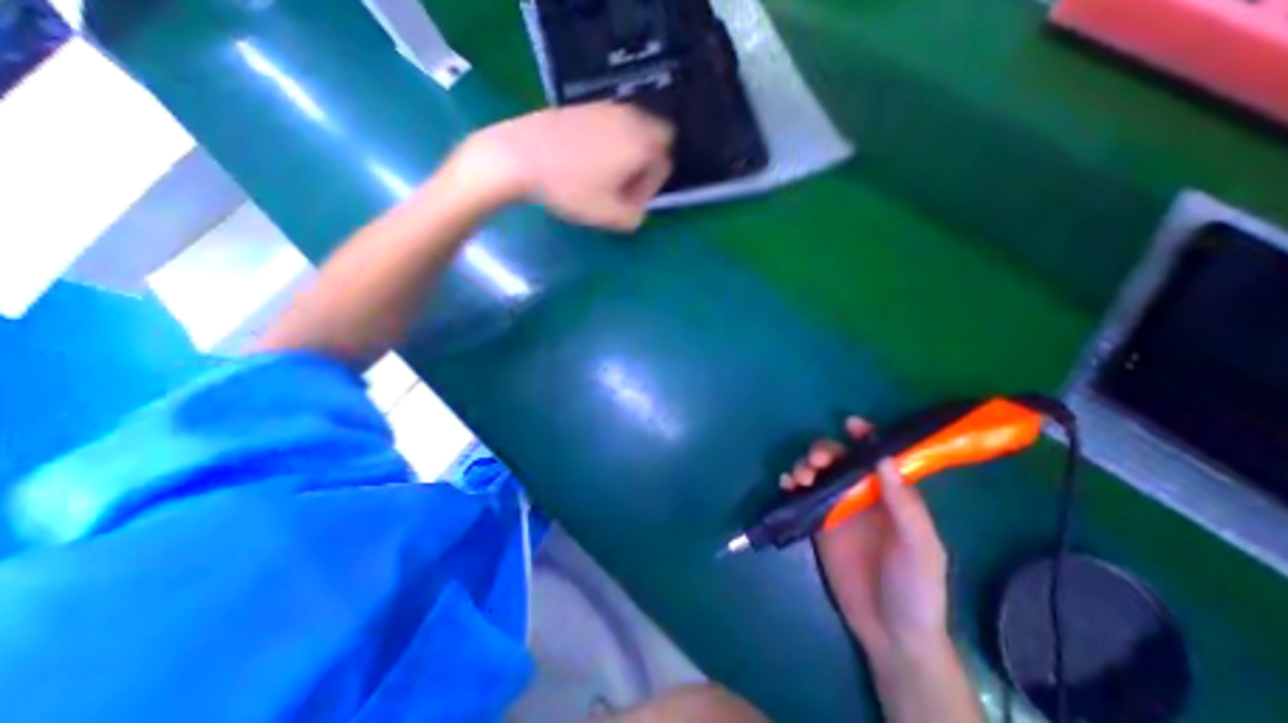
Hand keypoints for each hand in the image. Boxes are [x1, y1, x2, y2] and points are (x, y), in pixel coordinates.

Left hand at [454, 102, 674, 227]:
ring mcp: (604, 108)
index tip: (630, 203)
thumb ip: (635, 218)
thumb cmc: (570, 188)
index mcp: (641, 142)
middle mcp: (629, 118)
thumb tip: (636, 211)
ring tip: (602, 178)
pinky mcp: (582, 106)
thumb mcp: (609, 216)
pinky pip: (608, 126)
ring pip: (631, 132)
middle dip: (644, 166)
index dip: (651, 188)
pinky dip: (607, 143)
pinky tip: (584, 162)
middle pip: (653, 141)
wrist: (519, 156)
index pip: (664, 164)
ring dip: (626, 155)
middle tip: (623, 188)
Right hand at [781, 419, 948, 660]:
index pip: (878, 456)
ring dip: (805, 464)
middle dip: (824, 450)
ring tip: (801, 476)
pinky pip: (802, 494)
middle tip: (816, 462)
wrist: (889, 632)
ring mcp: (838, 507)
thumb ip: (905, 504)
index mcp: (891, 495)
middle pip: (840, 459)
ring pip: (818, 472)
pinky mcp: (818, 522)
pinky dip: (792, 483)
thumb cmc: (915, 588)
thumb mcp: (921, 547)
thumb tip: (884, 458)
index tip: (850, 424)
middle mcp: (863, 494)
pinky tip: (787, 484)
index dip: (866, 436)